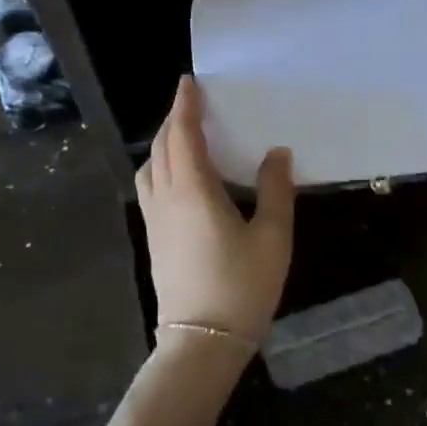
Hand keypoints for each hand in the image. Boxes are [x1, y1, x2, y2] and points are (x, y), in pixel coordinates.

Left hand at [136, 75, 295, 342]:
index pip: (182, 135)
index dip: (184, 106)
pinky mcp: (154, 239)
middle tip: (192, 105)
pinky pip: (150, 187)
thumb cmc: (242, 287)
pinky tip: (180, 178)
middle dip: (173, 121)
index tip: (189, 83)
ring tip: (184, 138)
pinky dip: (160, 167)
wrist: (202, 342)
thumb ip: (276, 190)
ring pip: (149, 167)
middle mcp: (167, 198)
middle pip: (161, 147)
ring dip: (163, 144)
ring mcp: (155, 220)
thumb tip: (277, 153)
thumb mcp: (273, 238)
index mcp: (194, 191)